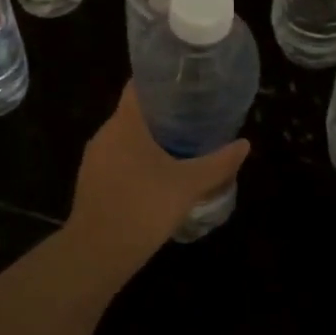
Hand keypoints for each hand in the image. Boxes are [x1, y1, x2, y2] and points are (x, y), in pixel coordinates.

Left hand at [66, 85, 249, 278]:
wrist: (97, 253)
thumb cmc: (143, 207)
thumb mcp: (188, 185)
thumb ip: (217, 163)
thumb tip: (244, 145)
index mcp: (124, 124)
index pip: (138, 86)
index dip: (161, 81)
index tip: (186, 84)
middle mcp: (105, 134)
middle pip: (134, 112)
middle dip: (162, 113)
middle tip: (193, 115)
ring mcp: (94, 159)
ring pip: (125, 138)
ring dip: (149, 139)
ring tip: (180, 145)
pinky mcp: (91, 182)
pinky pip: (117, 160)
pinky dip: (136, 160)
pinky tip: (157, 176)